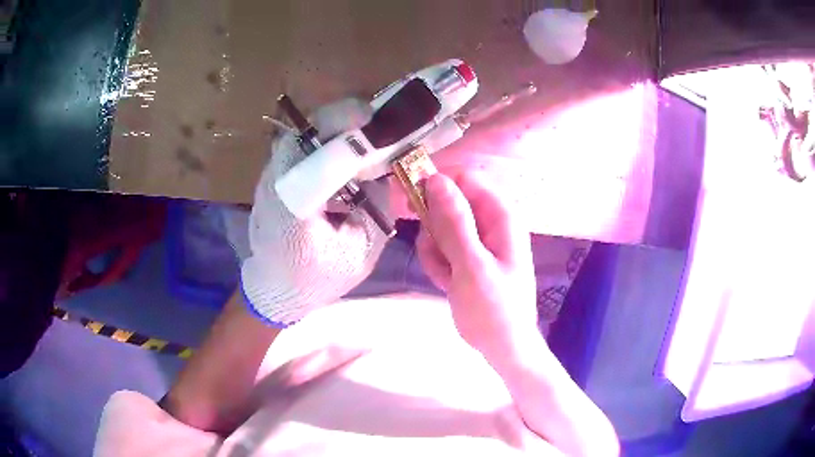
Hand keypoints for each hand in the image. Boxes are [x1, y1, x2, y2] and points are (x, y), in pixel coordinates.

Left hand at [240, 99, 391, 325]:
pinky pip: (301, 146)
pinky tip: (347, 148)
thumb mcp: (360, 251)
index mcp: (293, 206)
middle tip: (377, 120)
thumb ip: (377, 209)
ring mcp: (270, 176)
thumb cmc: (316, 278)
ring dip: (335, 126)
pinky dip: (326, 139)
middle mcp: (275, 183)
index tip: (374, 116)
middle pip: (306, 132)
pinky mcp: (273, 176)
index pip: (315, 152)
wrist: (274, 288)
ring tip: (367, 129)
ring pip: (302, 135)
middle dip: (343, 119)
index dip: (344, 127)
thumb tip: (387, 171)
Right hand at [416, 171, 539, 360]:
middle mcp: (490, 221)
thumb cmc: (493, 309)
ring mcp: (479, 239)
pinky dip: (438, 262)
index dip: (435, 184)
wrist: (502, 346)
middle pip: (448, 201)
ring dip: (434, 249)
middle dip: (433, 227)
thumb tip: (435, 179)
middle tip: (432, 251)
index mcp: (500, 215)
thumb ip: (454, 222)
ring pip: (440, 226)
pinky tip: (448, 282)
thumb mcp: (471, 266)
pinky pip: (442, 246)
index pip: (464, 178)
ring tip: (446, 276)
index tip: (408, 202)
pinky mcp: (468, 256)